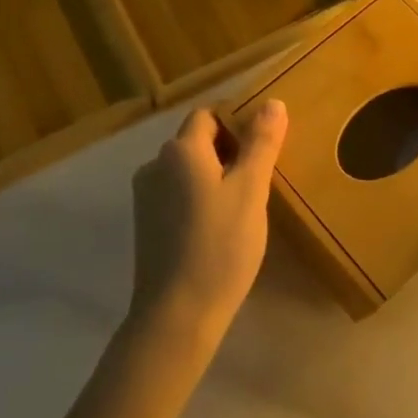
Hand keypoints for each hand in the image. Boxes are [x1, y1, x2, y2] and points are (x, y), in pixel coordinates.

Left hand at [128, 101, 287, 350]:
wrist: (176, 315)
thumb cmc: (220, 246)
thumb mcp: (250, 191)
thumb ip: (261, 143)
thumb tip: (272, 102)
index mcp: (180, 149)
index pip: (208, 115)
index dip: (237, 125)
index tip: (263, 150)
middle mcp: (155, 164)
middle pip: (196, 142)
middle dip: (228, 152)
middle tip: (259, 181)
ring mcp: (145, 196)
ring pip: (187, 170)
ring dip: (214, 177)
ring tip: (242, 207)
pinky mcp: (145, 224)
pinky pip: (176, 195)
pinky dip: (198, 199)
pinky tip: (217, 228)